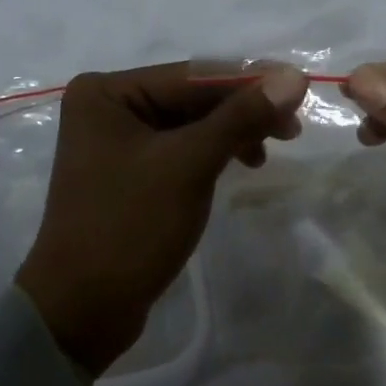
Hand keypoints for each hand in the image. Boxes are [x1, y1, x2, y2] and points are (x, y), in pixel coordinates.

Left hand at [17, 62, 307, 374]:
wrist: (83, 310)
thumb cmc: (130, 226)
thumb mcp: (189, 165)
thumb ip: (241, 117)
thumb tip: (294, 75)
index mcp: (107, 91)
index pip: (192, 76)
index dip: (250, 81)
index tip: (302, 90)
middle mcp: (108, 106)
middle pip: (191, 98)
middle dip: (242, 112)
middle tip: (292, 130)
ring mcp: (117, 141)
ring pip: (190, 125)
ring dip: (232, 134)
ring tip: (265, 156)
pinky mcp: (130, 173)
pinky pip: (181, 150)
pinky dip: (213, 154)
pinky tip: (240, 164)